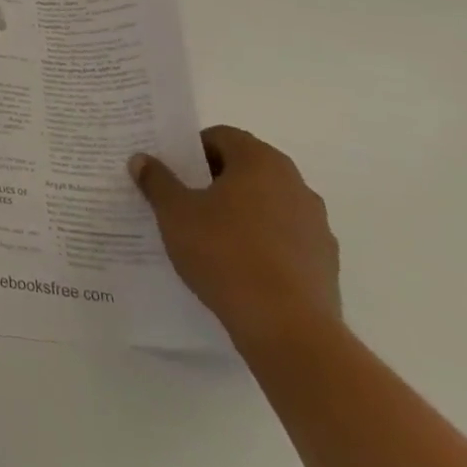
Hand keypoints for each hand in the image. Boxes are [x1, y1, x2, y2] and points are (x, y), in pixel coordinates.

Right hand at [130, 125, 339, 353]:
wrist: (289, 329)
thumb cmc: (225, 253)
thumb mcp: (175, 213)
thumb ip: (157, 181)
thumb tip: (142, 159)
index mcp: (261, 161)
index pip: (222, 137)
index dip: (192, 150)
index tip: (172, 172)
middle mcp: (295, 184)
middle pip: (246, 168)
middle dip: (214, 180)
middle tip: (182, 200)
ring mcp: (316, 225)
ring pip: (266, 205)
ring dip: (239, 212)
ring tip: (207, 237)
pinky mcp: (324, 263)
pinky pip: (283, 239)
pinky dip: (260, 243)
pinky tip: (236, 267)